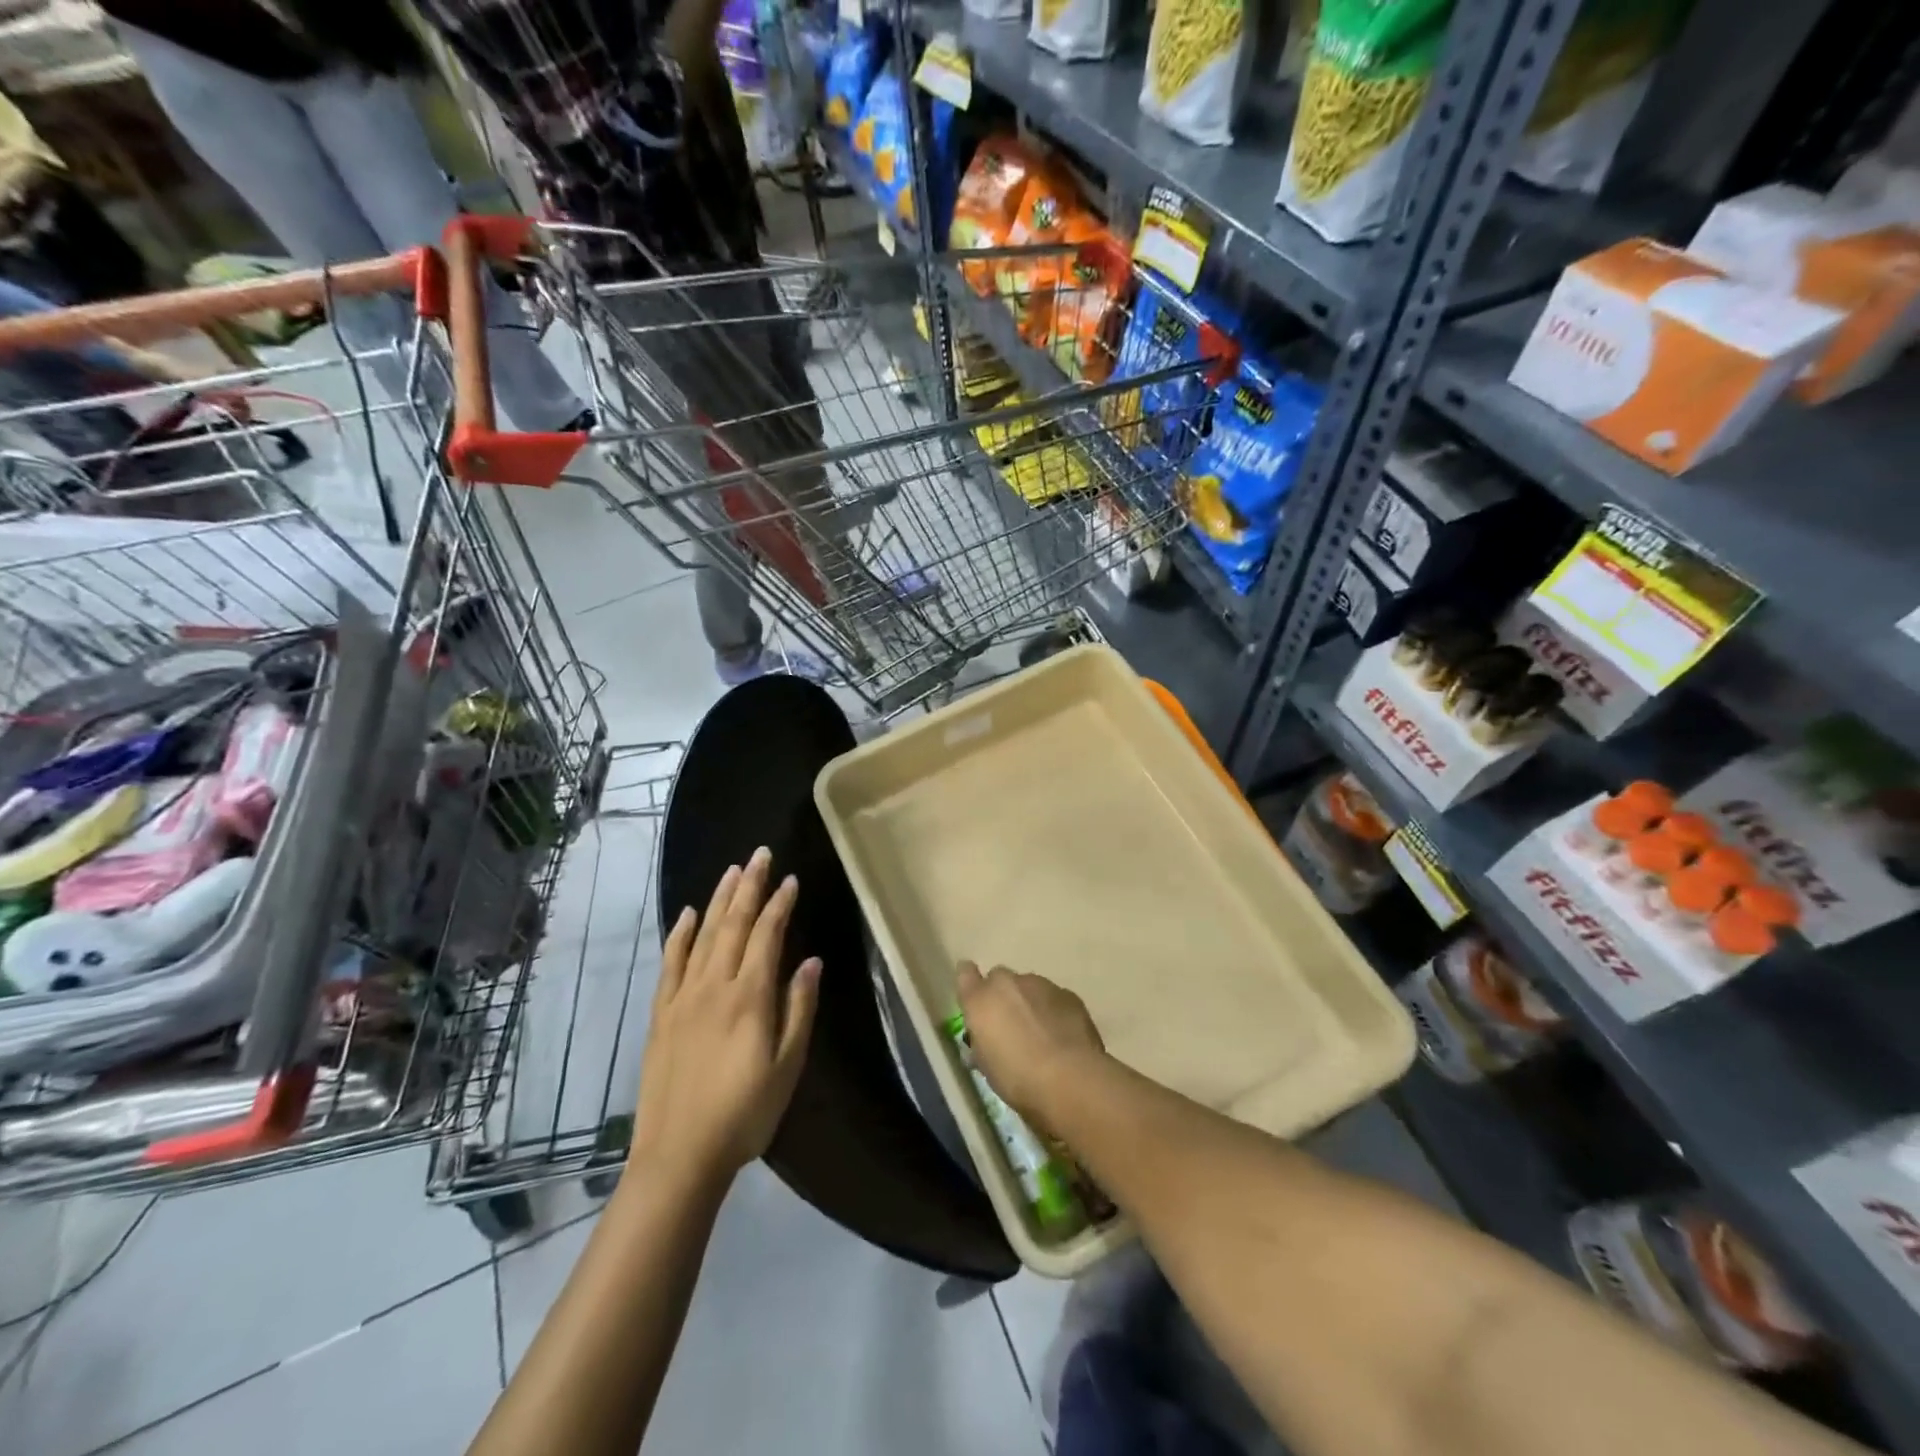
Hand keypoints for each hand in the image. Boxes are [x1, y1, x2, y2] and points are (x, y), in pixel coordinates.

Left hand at [631, 847, 821, 1187]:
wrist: (679, 1155)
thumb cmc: (745, 1113)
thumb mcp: (787, 1066)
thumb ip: (799, 1009)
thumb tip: (810, 961)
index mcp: (750, 997)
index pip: (767, 936)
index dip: (780, 905)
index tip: (791, 879)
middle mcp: (714, 986)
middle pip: (734, 925)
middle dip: (750, 886)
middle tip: (760, 855)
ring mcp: (683, 997)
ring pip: (703, 935)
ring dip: (720, 899)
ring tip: (733, 871)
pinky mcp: (661, 1013)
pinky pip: (671, 962)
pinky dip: (680, 934)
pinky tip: (689, 914)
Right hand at [955, 961, 1104, 1129]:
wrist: (1070, 1080)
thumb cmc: (1018, 1079)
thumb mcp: (987, 1067)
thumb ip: (982, 1041)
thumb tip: (985, 1039)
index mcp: (981, 1001)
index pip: (965, 974)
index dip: (970, 983)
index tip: (975, 997)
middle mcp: (1008, 984)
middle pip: (999, 978)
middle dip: (1002, 996)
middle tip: (1010, 1025)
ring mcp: (1040, 984)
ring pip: (1028, 986)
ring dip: (1029, 1003)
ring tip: (1041, 1034)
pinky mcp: (1068, 994)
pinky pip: (1053, 997)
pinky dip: (1053, 1011)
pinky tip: (1062, 1036)